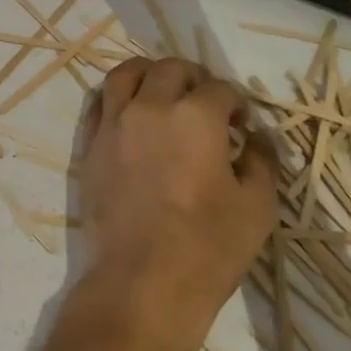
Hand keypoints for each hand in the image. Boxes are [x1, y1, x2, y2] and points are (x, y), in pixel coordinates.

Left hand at [75, 58, 279, 350]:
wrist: (140, 280)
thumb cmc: (207, 247)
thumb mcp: (256, 207)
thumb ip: (261, 161)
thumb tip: (258, 136)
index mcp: (195, 116)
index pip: (220, 89)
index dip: (237, 103)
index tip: (242, 125)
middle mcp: (150, 107)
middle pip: (170, 69)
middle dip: (194, 79)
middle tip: (205, 103)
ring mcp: (114, 123)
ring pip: (126, 74)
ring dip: (149, 74)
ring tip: (162, 92)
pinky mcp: (90, 143)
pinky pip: (99, 103)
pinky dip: (117, 98)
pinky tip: (130, 114)